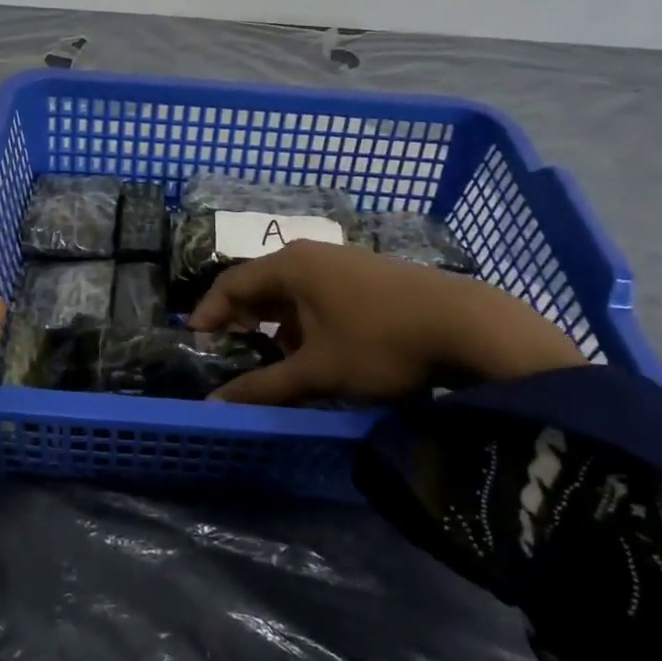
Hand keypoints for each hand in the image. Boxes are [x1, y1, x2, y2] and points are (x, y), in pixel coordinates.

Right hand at [187, 240, 585, 405]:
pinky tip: (318, 352)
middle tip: (231, 355)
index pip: (231, 284)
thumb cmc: (379, 342)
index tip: (195, 342)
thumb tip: (213, 406)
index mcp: (289, 265)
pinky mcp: (367, 275)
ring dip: (277, 325)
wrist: (466, 325)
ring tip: (276, 362)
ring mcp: (342, 261)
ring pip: (292, 292)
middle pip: (260, 284)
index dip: (209, 313)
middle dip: (242, 321)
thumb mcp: (317, 371)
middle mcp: (310, 254)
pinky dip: (305, 321)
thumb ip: (263, 387)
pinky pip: (319, 294)